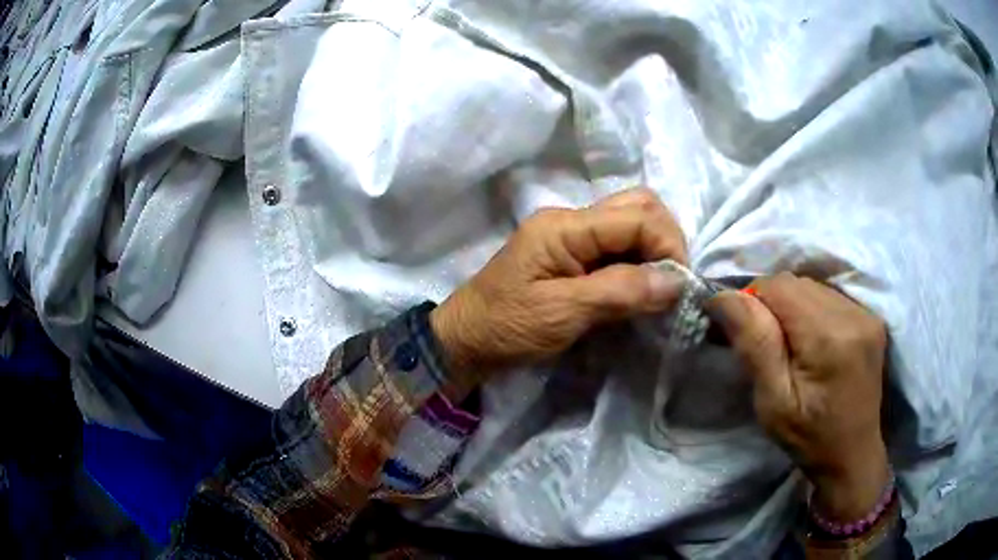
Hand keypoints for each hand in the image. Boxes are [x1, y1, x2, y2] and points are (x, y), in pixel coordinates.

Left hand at [431, 187, 687, 375]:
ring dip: (654, 250)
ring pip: (631, 222)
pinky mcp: (573, 254)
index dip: (668, 245)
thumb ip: (620, 292)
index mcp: (565, 226)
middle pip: (638, 206)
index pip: (637, 216)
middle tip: (671, 282)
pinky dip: (639, 261)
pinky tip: (641, 287)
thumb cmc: (507, 327)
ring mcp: (571, 235)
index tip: (679, 286)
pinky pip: (618, 245)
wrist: (467, 340)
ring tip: (659, 287)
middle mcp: (571, 220)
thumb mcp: (563, 313)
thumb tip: (676, 281)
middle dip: (665, 240)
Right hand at [706, 272, 889, 521]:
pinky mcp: (870, 317)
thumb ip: (754, 345)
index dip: (752, 302)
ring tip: (788, 344)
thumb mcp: (773, 403)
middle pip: (795, 283)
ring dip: (790, 305)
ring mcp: (865, 314)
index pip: (778, 286)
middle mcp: (851, 315)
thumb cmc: (808, 438)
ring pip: (811, 286)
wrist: (852, 455)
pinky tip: (811, 340)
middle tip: (762, 343)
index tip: (741, 333)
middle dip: (770, 304)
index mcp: (828, 338)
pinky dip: (810, 309)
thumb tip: (724, 297)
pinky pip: (828, 296)